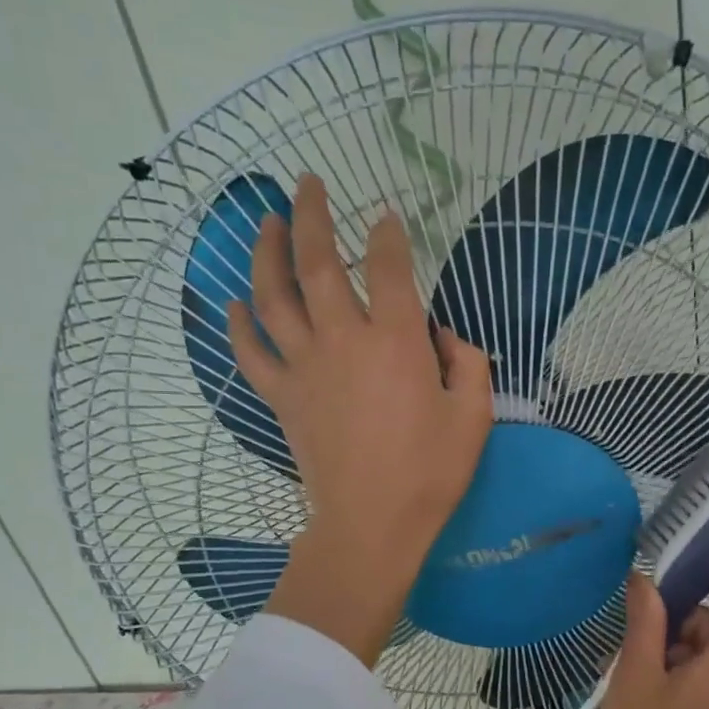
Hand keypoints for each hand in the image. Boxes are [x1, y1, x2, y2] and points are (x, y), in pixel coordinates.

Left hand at [232, 174, 492, 664]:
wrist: (371, 525)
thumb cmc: (430, 473)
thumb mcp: (474, 415)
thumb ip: (467, 362)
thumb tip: (442, 336)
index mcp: (396, 341)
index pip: (390, 267)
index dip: (389, 235)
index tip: (387, 217)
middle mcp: (343, 340)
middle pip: (318, 263)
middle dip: (311, 216)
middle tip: (305, 183)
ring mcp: (304, 367)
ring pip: (274, 295)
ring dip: (266, 252)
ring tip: (264, 221)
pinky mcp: (281, 396)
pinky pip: (251, 352)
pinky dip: (239, 324)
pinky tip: (234, 301)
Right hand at [600, 571, 708, 708]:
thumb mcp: (634, 676)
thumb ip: (644, 623)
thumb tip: (647, 580)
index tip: (694, 572)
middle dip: (679, 625)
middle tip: (633, 639)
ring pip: (708, 661)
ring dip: (671, 654)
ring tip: (626, 673)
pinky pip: (705, 687)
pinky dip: (677, 678)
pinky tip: (639, 697)